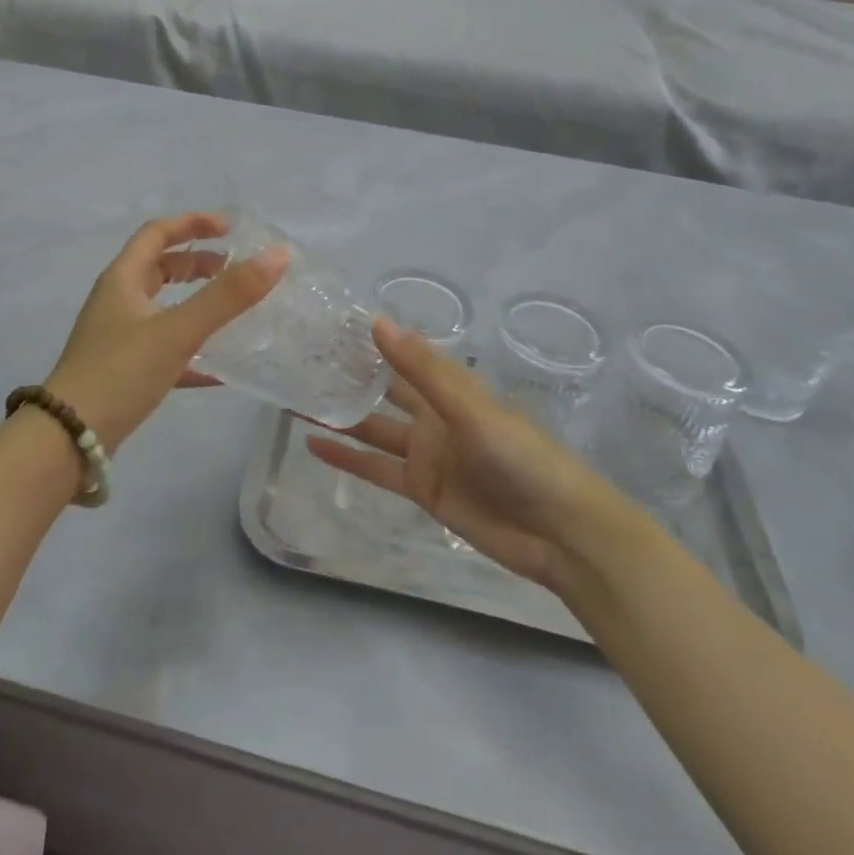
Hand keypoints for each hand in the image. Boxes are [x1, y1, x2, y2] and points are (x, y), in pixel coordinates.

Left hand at [44, 212, 287, 451]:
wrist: (69, 439)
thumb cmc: (120, 372)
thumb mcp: (178, 330)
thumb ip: (228, 295)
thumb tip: (277, 255)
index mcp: (122, 279)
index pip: (157, 233)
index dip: (192, 223)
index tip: (230, 228)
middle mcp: (117, 301)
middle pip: (159, 268)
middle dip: (197, 263)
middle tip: (233, 270)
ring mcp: (117, 337)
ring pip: (162, 307)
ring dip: (195, 303)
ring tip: (231, 312)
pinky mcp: (123, 371)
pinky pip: (163, 349)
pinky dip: (191, 350)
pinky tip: (219, 371)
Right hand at [308, 317, 630, 589]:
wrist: (559, 532)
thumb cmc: (522, 457)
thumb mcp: (470, 409)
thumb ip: (422, 370)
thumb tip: (377, 322)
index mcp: (449, 388)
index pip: (401, 355)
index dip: (368, 341)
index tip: (327, 325)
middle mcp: (433, 415)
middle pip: (382, 391)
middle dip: (348, 378)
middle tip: (300, 362)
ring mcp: (426, 453)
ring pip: (373, 429)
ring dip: (339, 416)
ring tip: (294, 399)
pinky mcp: (422, 489)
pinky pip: (376, 468)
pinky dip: (346, 458)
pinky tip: (313, 444)